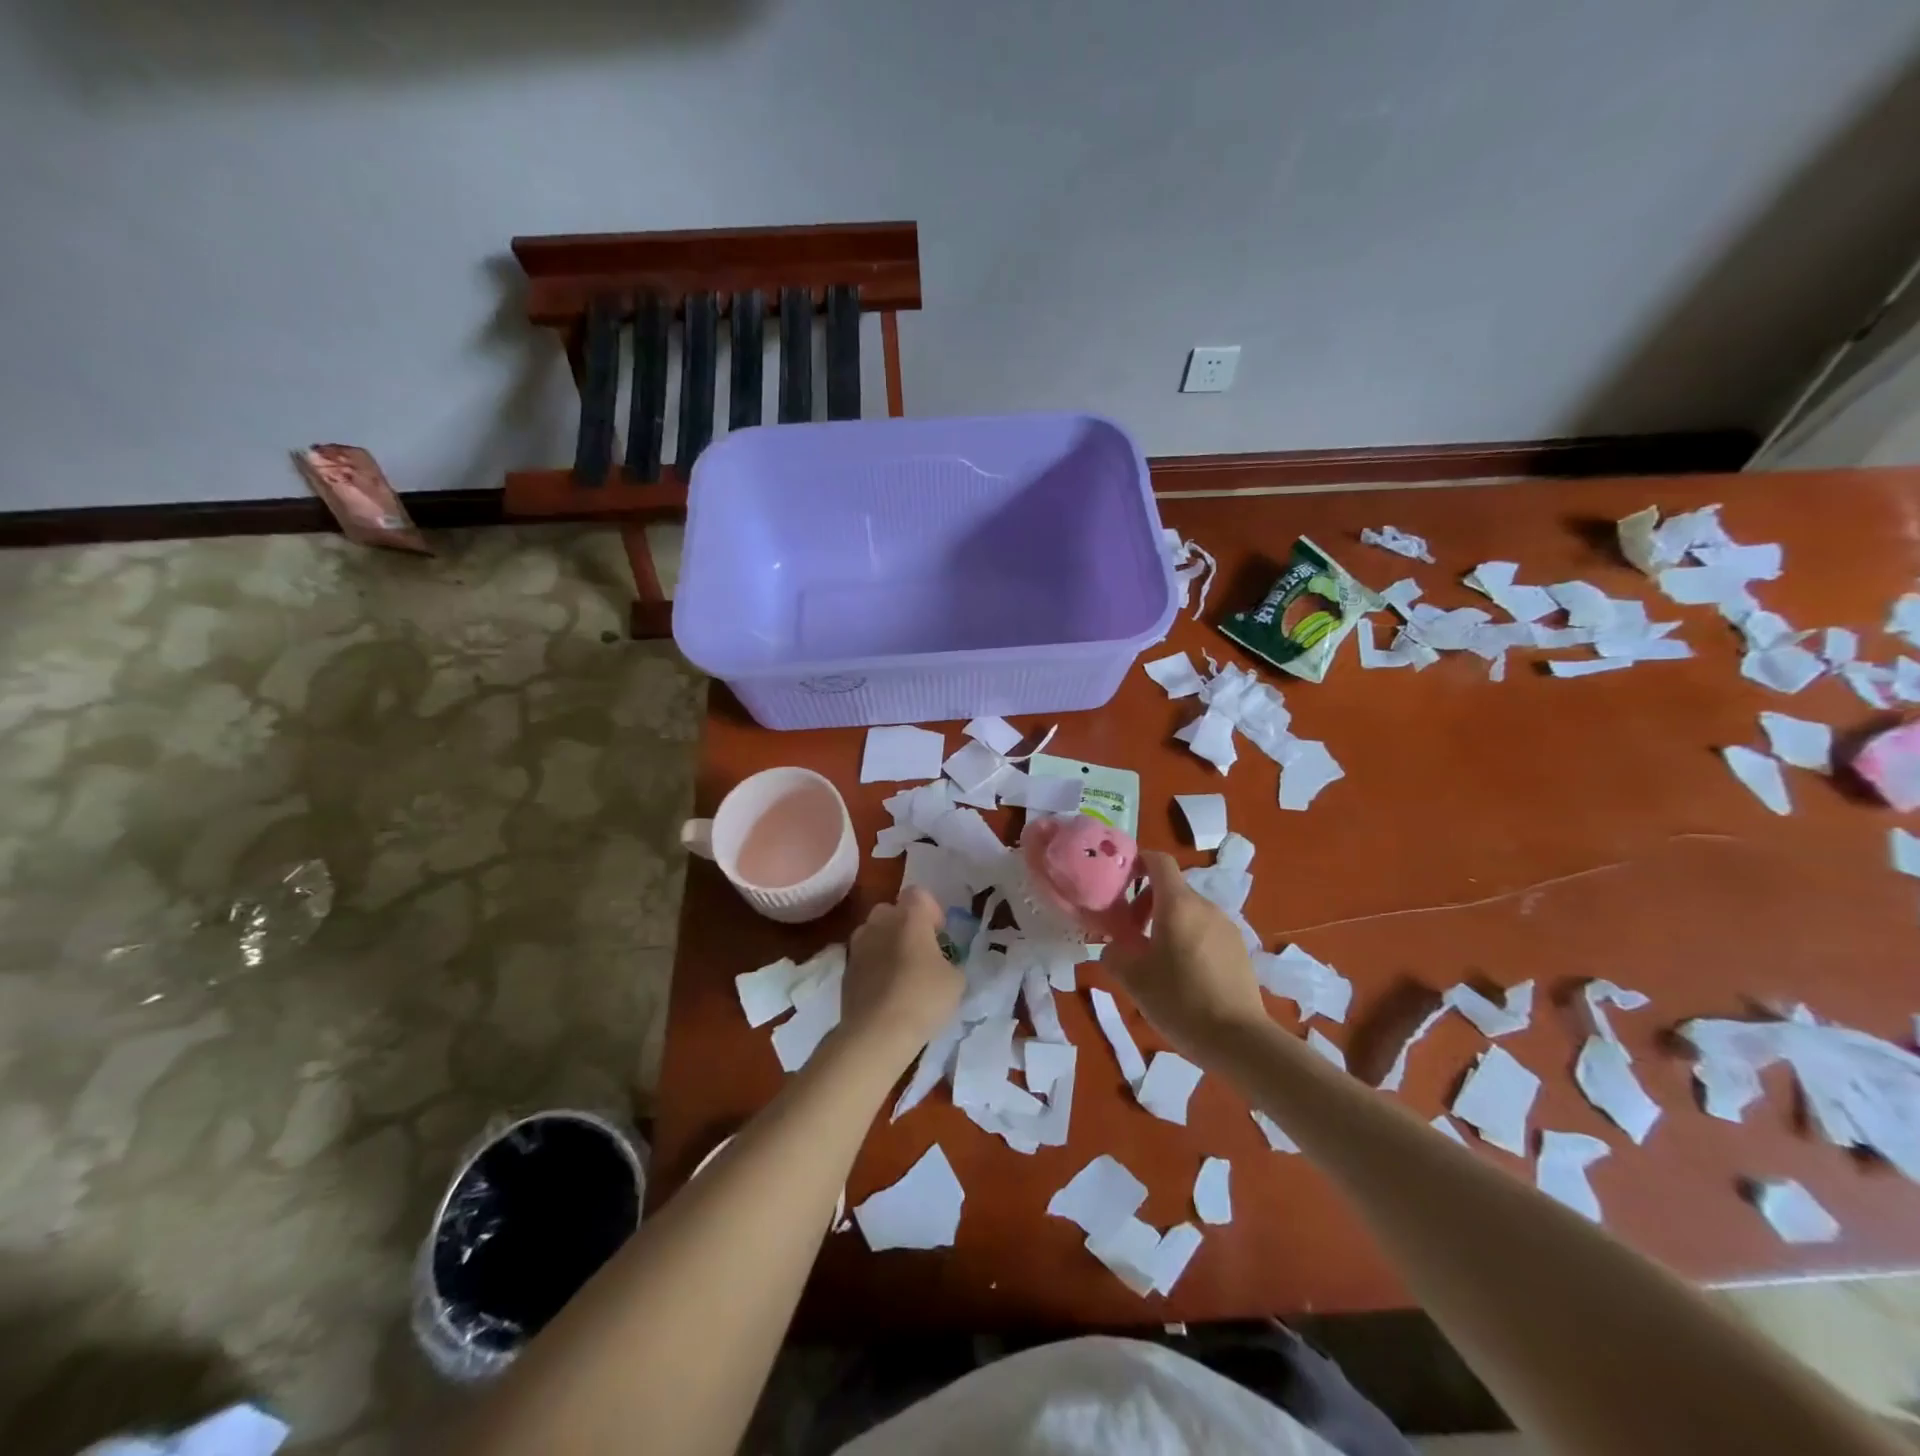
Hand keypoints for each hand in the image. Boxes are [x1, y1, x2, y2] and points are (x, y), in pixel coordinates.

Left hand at [841, 887, 964, 1063]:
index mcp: (909, 917)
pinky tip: (885, 990)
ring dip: (886, 944)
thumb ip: (951, 963)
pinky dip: (873, 966)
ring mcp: (858, 945)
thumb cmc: (922, 998)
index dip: (932, 910)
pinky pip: (863, 957)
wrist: (876, 1033)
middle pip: (892, 910)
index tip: (940, 935)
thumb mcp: (956, 981)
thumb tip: (943, 965)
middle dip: (905, 924)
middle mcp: (879, 922)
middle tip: (920, 951)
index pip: (919, 894)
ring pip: (873, 932)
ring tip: (900, 971)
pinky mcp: (845, 970)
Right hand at [1107, 851, 1267, 1057]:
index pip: (1158, 861)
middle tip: (1131, 936)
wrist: (1239, 1041)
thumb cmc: (1180, 1001)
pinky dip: (1188, 939)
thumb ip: (1115, 954)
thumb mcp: (1133, 979)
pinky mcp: (1239, 949)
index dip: (1137, 862)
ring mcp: (1227, 927)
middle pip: (1171, 889)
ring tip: (1155, 960)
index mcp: (1178, 904)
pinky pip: (1205, 931)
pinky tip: (1183, 976)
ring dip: (1167, 924)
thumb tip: (1114, 946)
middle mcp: (1205, 907)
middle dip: (1145, 904)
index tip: (1120, 882)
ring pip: (1189, 912)